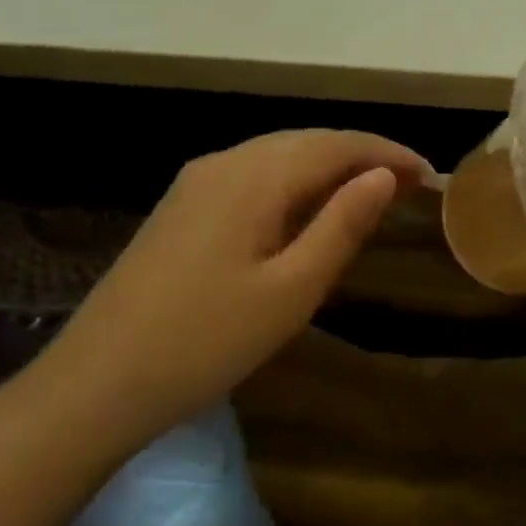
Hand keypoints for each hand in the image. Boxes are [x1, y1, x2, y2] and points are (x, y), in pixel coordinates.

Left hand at [33, 130, 429, 448]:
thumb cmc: (206, 342)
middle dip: (363, 156)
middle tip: (410, 185)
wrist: (95, 384)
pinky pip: (254, 175)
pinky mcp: (183, 206)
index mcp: (255, 175)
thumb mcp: (291, 290)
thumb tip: (384, 175)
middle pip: (308, 141)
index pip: (337, 144)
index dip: (388, 153)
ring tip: (370, 194)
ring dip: (329, 167)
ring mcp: (198, 181)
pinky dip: (295, 182)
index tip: (430, 175)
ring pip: (280, 155)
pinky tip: (308, 210)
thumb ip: (341, 225)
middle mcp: (225, 162)